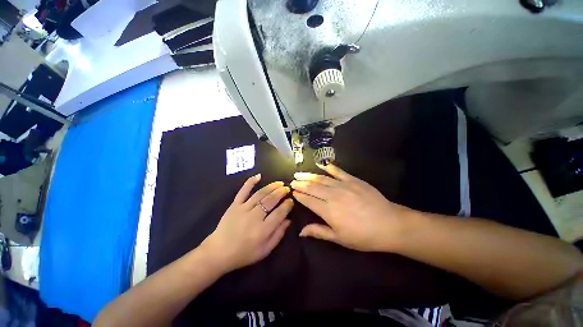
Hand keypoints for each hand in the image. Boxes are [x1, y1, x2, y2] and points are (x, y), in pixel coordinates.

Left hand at [201, 174, 293, 272]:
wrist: (218, 252)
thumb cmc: (244, 253)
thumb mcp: (265, 250)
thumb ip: (278, 234)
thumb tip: (289, 220)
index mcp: (263, 230)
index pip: (279, 213)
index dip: (287, 205)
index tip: (291, 200)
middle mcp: (254, 217)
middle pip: (270, 200)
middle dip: (281, 193)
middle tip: (287, 188)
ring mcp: (243, 209)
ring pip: (260, 194)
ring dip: (271, 187)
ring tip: (279, 183)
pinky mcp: (234, 205)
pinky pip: (243, 191)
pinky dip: (250, 182)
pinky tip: (258, 176)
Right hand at [290, 164, 414, 251]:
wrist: (389, 224)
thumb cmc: (363, 236)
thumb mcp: (339, 238)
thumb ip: (318, 232)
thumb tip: (301, 232)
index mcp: (328, 211)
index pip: (308, 200)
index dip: (299, 195)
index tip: (292, 191)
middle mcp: (332, 195)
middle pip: (312, 187)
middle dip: (300, 183)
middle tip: (292, 181)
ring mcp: (343, 185)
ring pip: (321, 179)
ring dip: (309, 176)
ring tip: (300, 174)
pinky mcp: (353, 180)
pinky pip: (338, 171)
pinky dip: (329, 167)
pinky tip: (321, 165)